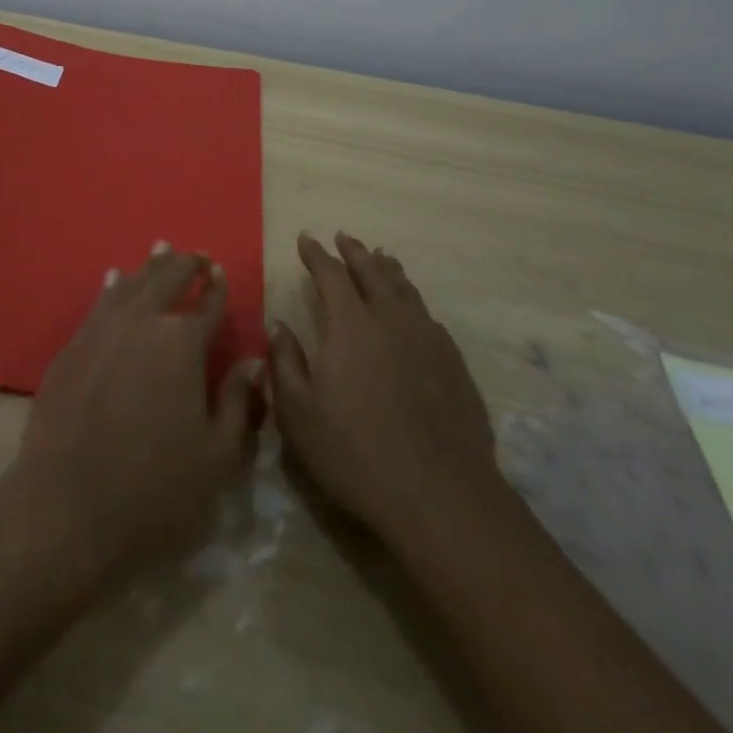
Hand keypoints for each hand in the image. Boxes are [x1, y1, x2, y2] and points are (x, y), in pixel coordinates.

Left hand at [6, 245, 263, 585]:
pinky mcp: (71, 348)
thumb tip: (252, 361)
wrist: (66, 510)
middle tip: (197, 255)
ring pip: (130, 284)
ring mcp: (101, 331)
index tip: (221, 272)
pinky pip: (97, 304)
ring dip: (150, 266)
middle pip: (167, 280)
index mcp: (182, 344)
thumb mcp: (217, 457)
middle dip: (186, 264)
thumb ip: (239, 402)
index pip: (207, 304)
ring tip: (162, 249)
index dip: (217, 286)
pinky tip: (114, 278)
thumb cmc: (154, 491)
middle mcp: (142, 323)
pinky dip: (111, 286)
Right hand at [271, 233, 499, 546]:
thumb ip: (285, 362)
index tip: (305, 238)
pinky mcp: (454, 364)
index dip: (316, 254)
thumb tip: (278, 325)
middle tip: (344, 237)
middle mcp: (392, 319)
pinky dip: (413, 302)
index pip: (330, 274)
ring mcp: (428, 339)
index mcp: (351, 324)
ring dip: (388, 270)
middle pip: (372, 271)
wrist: (440, 495)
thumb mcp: (299, 413)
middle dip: (354, 252)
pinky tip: (412, 311)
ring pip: (405, 290)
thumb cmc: (356, 453)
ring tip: (381, 257)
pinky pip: (428, 317)